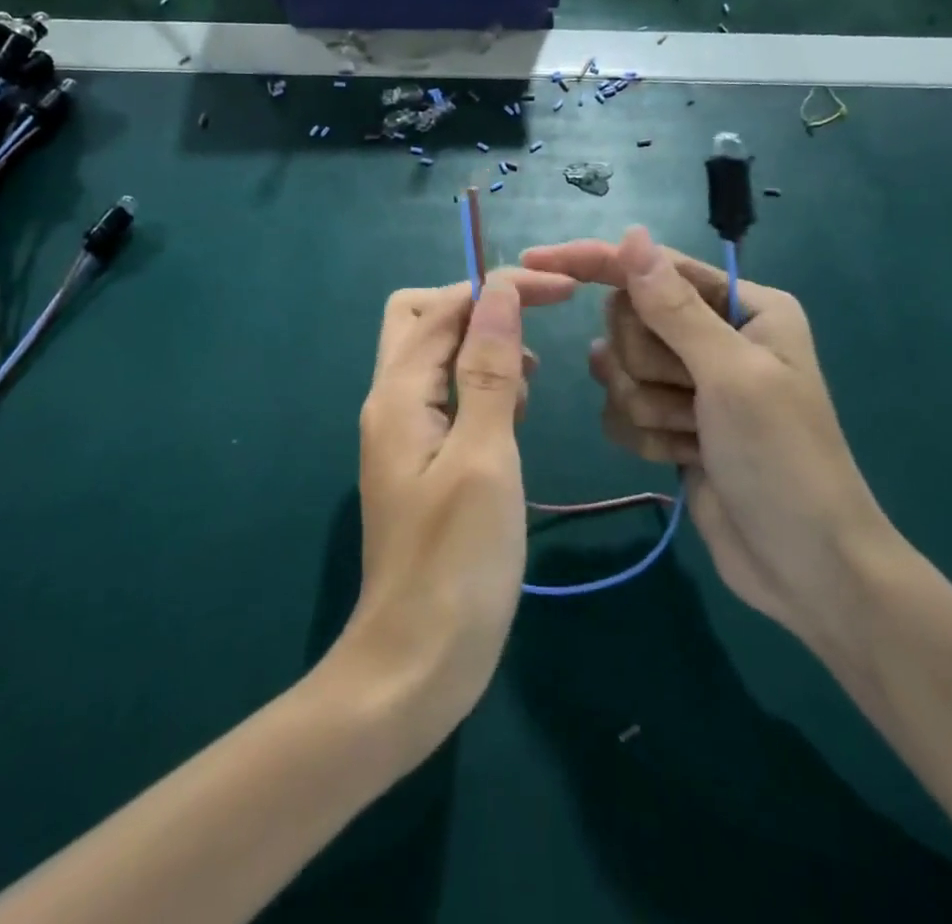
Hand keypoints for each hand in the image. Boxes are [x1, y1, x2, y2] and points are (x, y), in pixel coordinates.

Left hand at [332, 267, 575, 760]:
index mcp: (398, 393)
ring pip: (434, 356)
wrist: (415, 664)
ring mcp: (400, 432)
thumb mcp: (485, 456)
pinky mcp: (418, 461)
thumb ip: (489, 369)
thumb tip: (498, 291)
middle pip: (422, 319)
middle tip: (531, 335)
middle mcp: (390, 401)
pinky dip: (479, 389)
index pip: (446, 307)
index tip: (562, 291)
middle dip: (478, 310)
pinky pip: (444, 397)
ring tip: (524, 390)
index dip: (501, 287)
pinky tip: (511, 421)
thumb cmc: (457, 562)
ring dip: (480, 349)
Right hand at [521, 228, 894, 649]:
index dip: (595, 262)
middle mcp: (712, 334)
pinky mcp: (668, 422)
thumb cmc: (784, 459)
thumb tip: (631, 236)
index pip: (650, 267)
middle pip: (628, 320)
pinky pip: (619, 409)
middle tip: (693, 399)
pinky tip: (685, 458)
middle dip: (647, 365)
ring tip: (695, 436)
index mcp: (741, 306)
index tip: (537, 260)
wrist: (805, 568)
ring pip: (617, 368)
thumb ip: (674, 306)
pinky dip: (646, 436)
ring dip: (649, 407)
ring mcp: (688, 381)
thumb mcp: (731, 375)